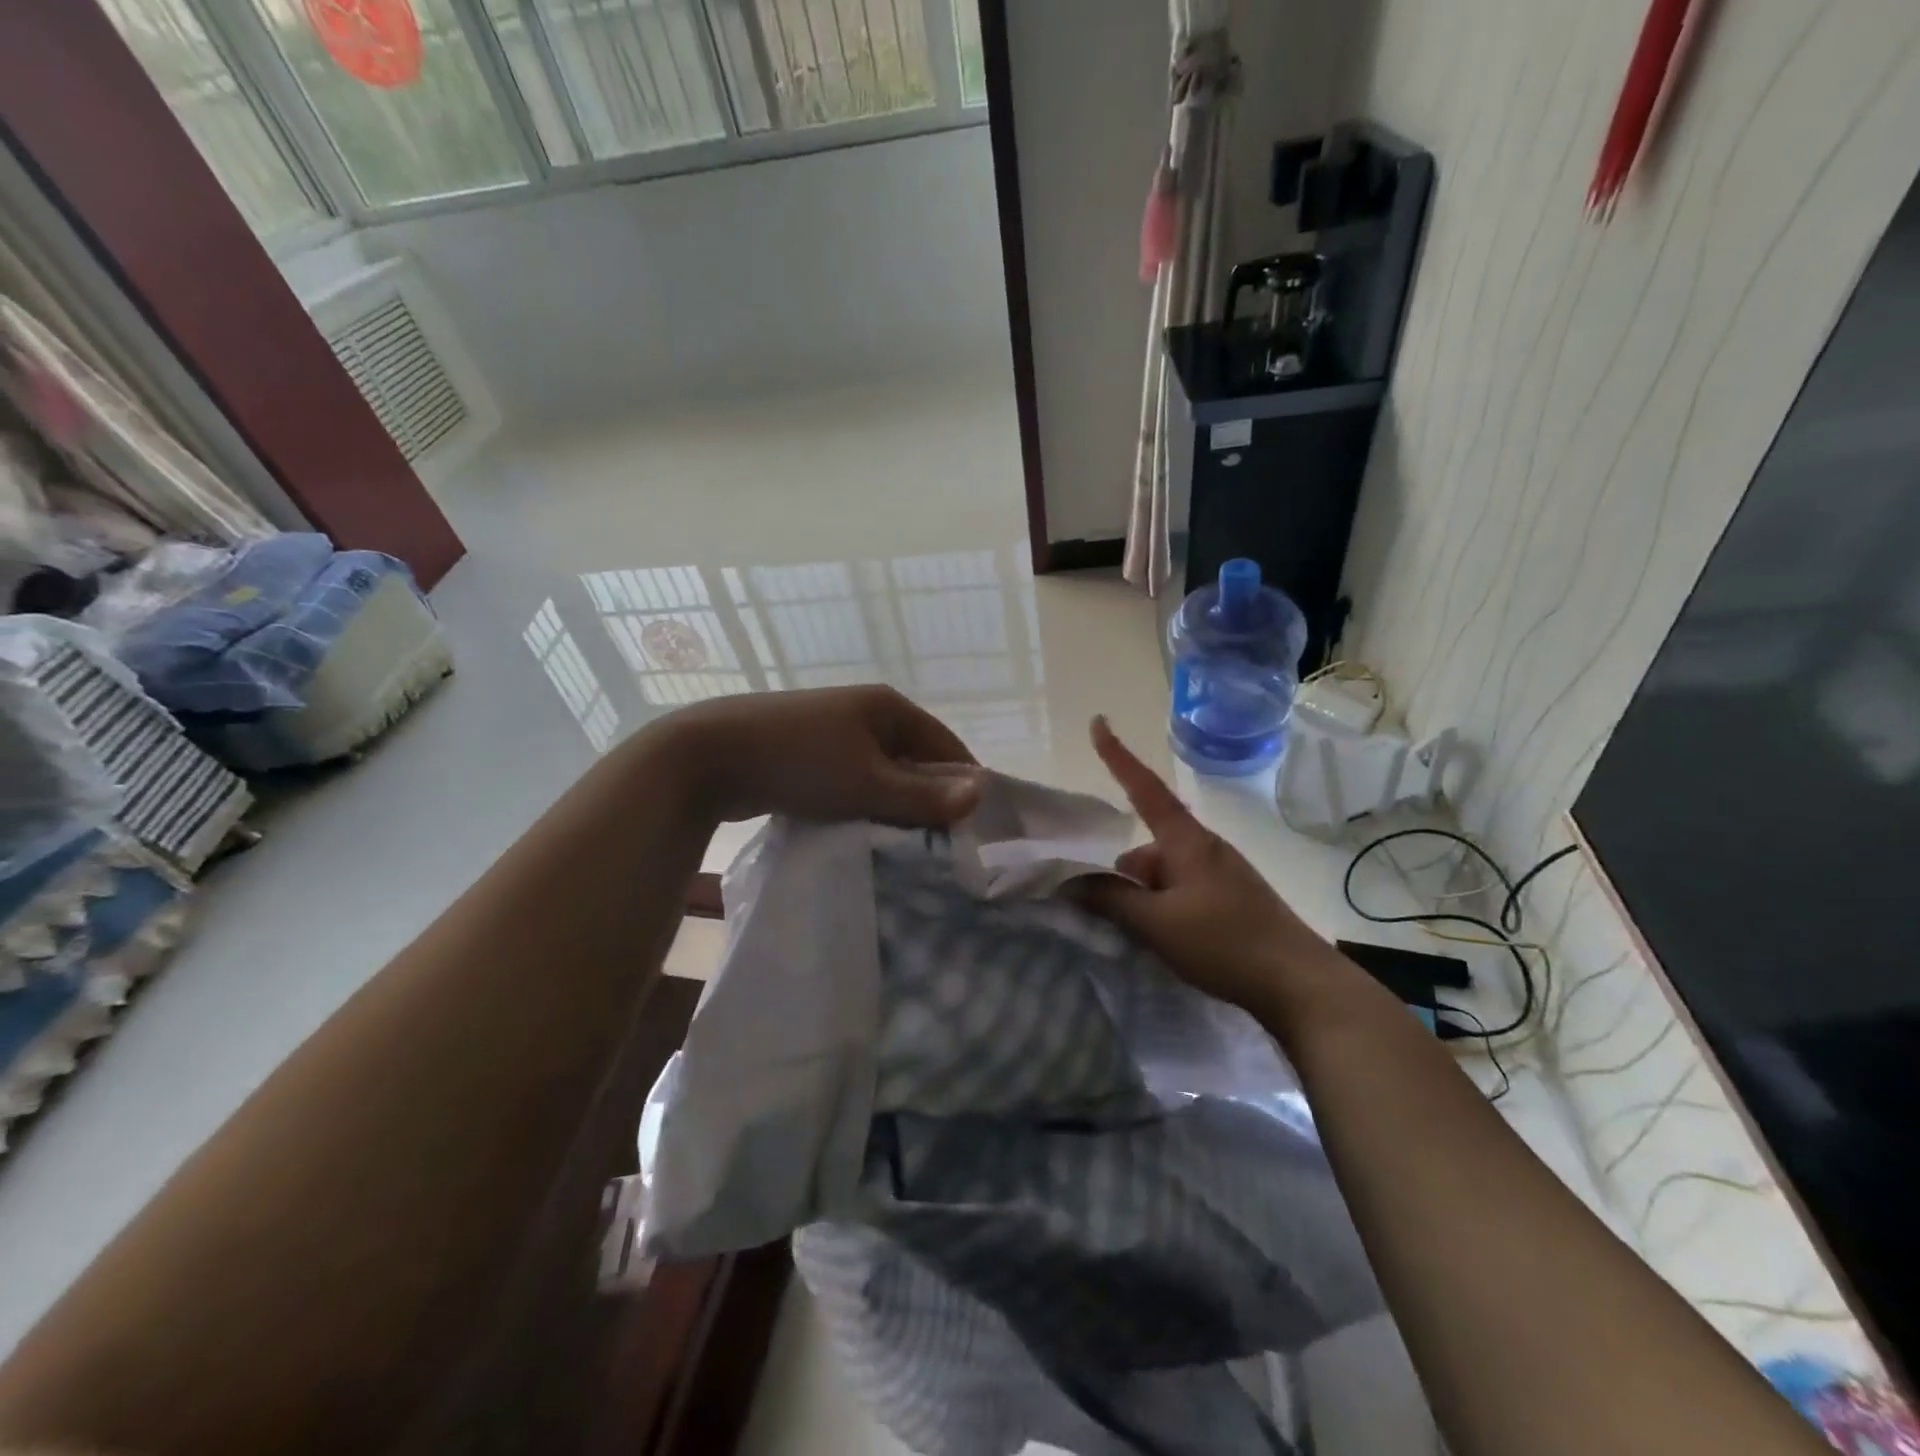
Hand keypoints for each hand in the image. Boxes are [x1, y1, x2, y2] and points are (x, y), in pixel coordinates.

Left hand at [653, 686, 983, 827]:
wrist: (708, 755)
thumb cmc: (799, 762)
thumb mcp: (867, 782)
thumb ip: (923, 794)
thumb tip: (981, 795)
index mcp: (888, 707)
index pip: (945, 745)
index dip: (962, 784)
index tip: (975, 829)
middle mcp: (865, 713)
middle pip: (913, 761)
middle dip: (926, 800)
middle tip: (940, 847)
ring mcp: (833, 733)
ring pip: (881, 775)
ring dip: (892, 806)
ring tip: (905, 847)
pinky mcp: (808, 755)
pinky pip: (851, 782)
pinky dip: (861, 805)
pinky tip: (863, 834)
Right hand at [1079, 716, 1338, 1015]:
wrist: (1299, 983)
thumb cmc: (1225, 942)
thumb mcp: (1157, 923)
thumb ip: (1110, 899)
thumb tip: (1071, 881)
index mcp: (1186, 840)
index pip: (1144, 788)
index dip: (1118, 756)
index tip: (1098, 723)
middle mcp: (1203, 849)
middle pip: (1146, 847)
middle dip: (1124, 876)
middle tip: (1113, 916)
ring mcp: (1219, 875)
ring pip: (1162, 875)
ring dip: (1144, 899)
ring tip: (1144, 939)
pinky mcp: (1229, 900)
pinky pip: (1181, 892)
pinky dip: (1163, 910)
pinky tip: (1167, 943)